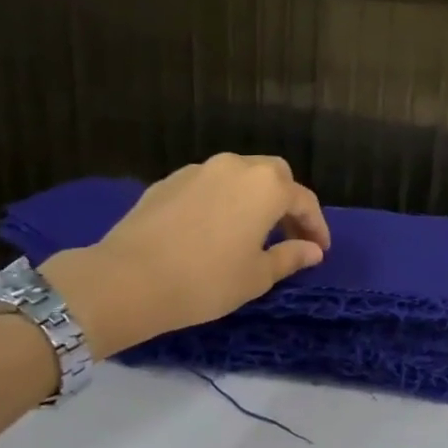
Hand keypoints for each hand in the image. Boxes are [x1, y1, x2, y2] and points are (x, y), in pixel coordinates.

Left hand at [43, 154, 330, 356]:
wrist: (128, 279)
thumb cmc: (206, 280)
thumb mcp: (256, 276)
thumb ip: (290, 257)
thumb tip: (312, 250)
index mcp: (266, 186)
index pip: (304, 201)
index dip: (316, 227)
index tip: (319, 251)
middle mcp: (236, 167)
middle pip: (274, 175)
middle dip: (286, 202)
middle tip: (287, 234)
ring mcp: (199, 170)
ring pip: (239, 176)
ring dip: (252, 198)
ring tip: (250, 231)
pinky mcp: (168, 181)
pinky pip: (208, 185)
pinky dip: (221, 200)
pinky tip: (213, 229)